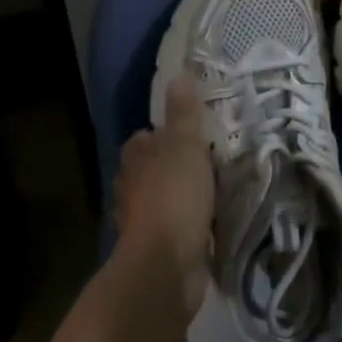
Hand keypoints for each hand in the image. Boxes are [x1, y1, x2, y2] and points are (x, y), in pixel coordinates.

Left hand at [113, 79, 214, 319]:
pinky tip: (206, 222)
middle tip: (205, 160)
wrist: (166, 266)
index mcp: (136, 159)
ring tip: (210, 190)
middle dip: (170, 166)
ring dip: (178, 196)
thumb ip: (183, 113)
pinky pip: (173, 228)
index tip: (187, 133)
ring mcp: (141, 222)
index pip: (144, 138)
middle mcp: (131, 188)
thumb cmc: (175, 196)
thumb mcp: (186, 145)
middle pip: (149, 169)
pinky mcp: (157, 249)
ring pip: (159, 199)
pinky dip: (186, 224)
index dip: (162, 134)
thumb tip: (178, 76)